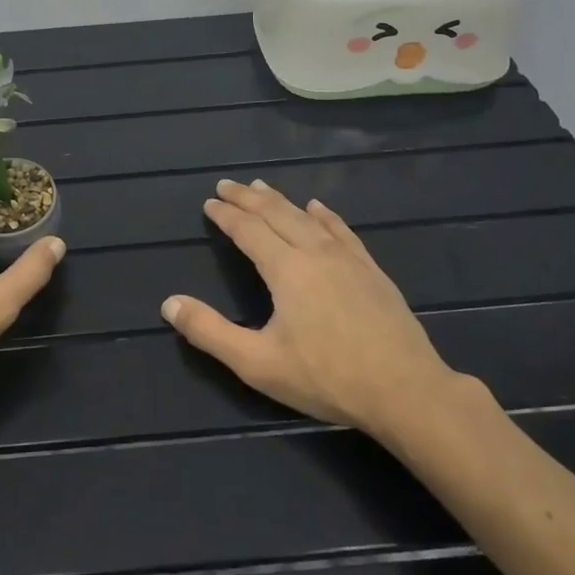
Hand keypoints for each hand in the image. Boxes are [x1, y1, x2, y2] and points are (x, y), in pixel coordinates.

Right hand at [161, 178, 463, 441]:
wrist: (405, 391)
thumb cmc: (326, 377)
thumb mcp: (257, 363)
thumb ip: (210, 332)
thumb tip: (169, 303)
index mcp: (285, 269)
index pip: (248, 230)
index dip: (226, 215)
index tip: (209, 202)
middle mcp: (314, 252)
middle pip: (275, 214)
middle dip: (247, 198)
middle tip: (227, 184)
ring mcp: (347, 258)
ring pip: (306, 217)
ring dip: (280, 200)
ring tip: (262, 186)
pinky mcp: (371, 270)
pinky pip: (341, 230)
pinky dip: (324, 214)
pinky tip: (318, 207)